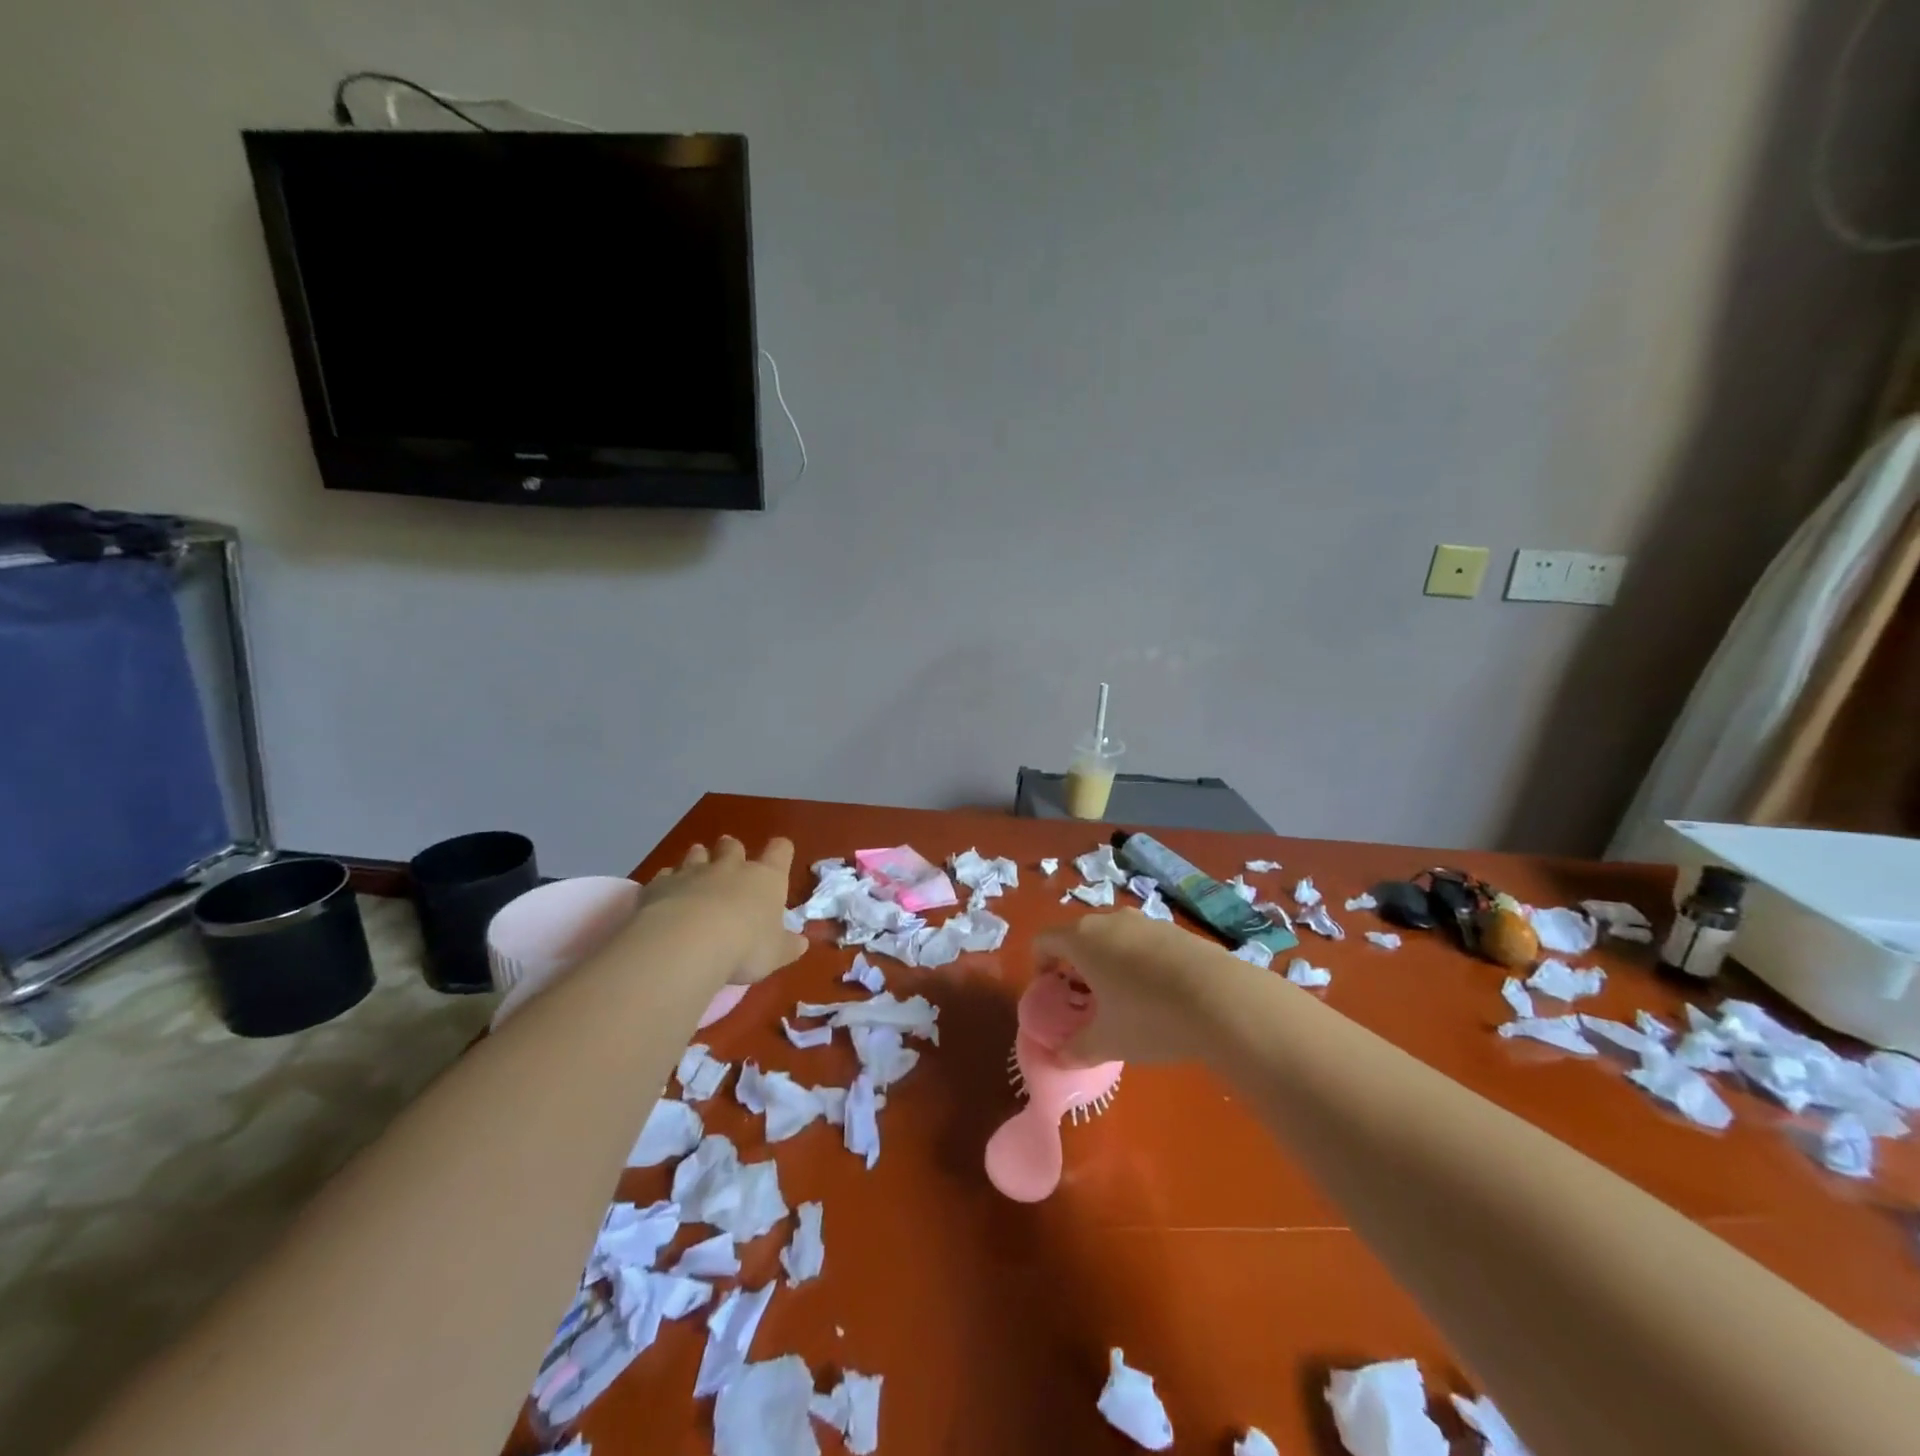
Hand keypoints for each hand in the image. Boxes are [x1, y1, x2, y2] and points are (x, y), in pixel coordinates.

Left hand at [633, 836, 806, 986]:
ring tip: (696, 875)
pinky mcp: (660, 885)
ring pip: (696, 853)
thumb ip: (788, 946)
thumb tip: (800, 942)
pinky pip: (665, 876)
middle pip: (732, 845)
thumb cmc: (745, 946)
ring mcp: (692, 872)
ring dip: (698, 860)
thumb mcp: (776, 954)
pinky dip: (667, 883)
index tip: (779, 859)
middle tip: (730, 866)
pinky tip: (665, 898)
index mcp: (765, 878)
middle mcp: (730, 867)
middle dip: (731, 851)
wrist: (687, 944)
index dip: (780, 852)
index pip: (780, 850)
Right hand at [1033, 909, 1241, 1065]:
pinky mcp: (1175, 929)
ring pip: (1113, 937)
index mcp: (1082, 939)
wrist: (1222, 999)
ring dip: (1108, 962)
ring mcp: (1145, 921)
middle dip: (1075, 966)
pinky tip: (1158, 994)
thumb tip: (1059, 1057)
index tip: (1051, 993)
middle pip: (1079, 936)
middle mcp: (1109, 920)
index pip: (1044, 940)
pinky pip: (1143, 942)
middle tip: (1085, 1002)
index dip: (1040, 966)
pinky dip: (1138, 961)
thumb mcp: (1108, 1042)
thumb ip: (1076, 1049)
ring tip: (1123, 1000)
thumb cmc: (1148, 1017)